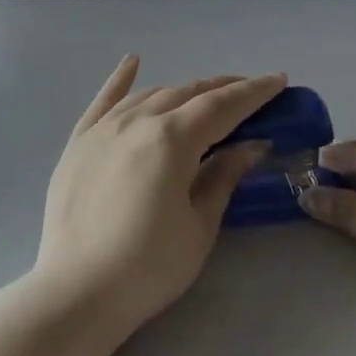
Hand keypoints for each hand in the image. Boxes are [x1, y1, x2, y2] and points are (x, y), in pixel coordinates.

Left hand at [32, 56, 285, 338]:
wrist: (76, 292)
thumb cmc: (148, 267)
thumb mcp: (199, 225)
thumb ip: (223, 176)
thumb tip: (251, 145)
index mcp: (171, 139)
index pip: (222, 106)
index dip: (254, 93)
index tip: (279, 81)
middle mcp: (136, 121)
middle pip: (187, 94)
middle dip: (223, 90)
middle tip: (250, 93)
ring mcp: (103, 129)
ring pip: (151, 95)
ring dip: (183, 91)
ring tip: (206, 96)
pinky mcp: (78, 143)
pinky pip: (103, 102)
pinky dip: (121, 81)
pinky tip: (134, 62)